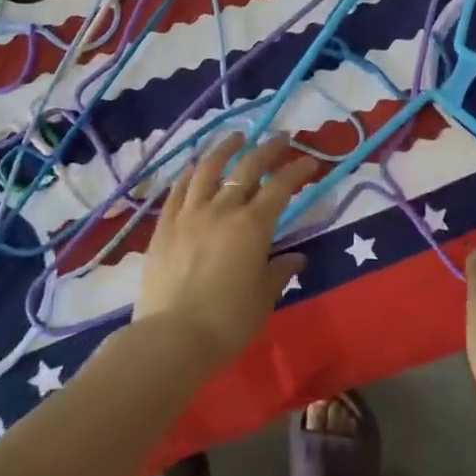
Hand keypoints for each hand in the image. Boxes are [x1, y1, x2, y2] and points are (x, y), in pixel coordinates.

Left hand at [134, 133, 315, 368]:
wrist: (171, 338)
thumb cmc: (227, 322)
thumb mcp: (262, 298)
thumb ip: (279, 272)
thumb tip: (296, 258)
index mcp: (253, 226)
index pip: (281, 187)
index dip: (297, 170)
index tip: (310, 160)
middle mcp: (222, 209)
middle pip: (247, 167)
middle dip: (268, 148)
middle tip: (280, 137)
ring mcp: (190, 213)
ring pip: (209, 168)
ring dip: (226, 148)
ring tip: (237, 136)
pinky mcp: (165, 225)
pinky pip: (179, 189)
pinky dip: (191, 172)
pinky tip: (196, 166)